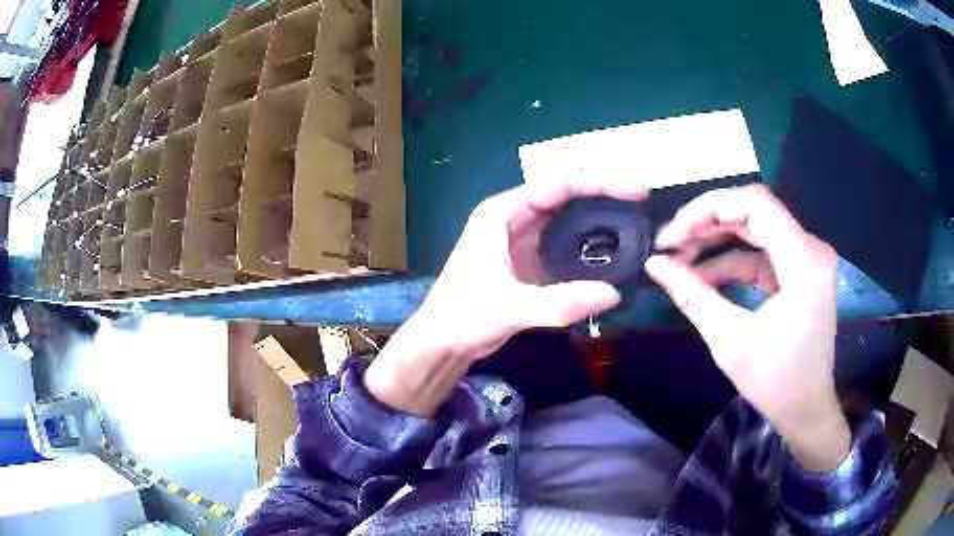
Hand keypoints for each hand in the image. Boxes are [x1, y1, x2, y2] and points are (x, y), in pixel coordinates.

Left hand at [364, 178, 646, 416]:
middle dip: (605, 191)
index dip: (599, 181)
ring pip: (570, 216)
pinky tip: (615, 249)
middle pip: (567, 193)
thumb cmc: (463, 316)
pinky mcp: (533, 260)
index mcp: (503, 212)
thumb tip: (614, 294)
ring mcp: (525, 238)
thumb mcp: (510, 308)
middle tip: (642, 199)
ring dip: (601, 214)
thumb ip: (559, 303)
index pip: (558, 183)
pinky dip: (592, 242)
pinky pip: (568, 242)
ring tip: (637, 219)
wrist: (443, 342)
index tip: (636, 189)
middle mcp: (516, 217)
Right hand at [645, 184, 849, 471]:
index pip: (753, 204)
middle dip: (707, 224)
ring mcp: (807, 258)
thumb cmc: (776, 383)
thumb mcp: (730, 341)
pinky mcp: (799, 271)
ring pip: (754, 229)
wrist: (806, 410)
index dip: (708, 210)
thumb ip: (692, 296)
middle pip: (753, 211)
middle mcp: (810, 248)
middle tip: (670, 245)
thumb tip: (655, 265)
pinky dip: (731, 260)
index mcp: (804, 261)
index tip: (673, 235)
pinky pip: (760, 252)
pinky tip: (704, 277)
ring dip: (716, 242)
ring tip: (680, 260)